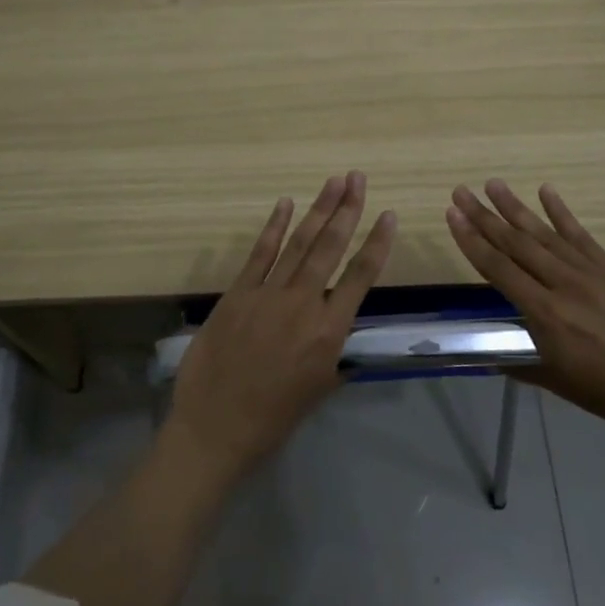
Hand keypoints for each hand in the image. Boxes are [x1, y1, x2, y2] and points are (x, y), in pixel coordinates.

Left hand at [167, 171, 396, 480]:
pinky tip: (285, 204)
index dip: (377, 243)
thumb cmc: (273, 417)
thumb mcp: (319, 389)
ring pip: (299, 243)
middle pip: (330, 248)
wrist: (215, 427)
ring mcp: (267, 294)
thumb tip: (346, 332)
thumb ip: (336, 354)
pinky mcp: (237, 293)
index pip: (361, 276)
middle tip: (358, 178)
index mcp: (328, 331)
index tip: (389, 215)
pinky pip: (260, 253)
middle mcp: (303, 304)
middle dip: (347, 210)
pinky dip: (273, 227)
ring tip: (334, 182)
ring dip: (318, 210)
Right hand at [446, 179, 604, 450]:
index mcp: (546, 315)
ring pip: (544, 234)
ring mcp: (591, 272)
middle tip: (461, 191)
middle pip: (516, 244)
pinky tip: (546, 190)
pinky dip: (562, 212)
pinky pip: (581, 235)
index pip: (498, 269)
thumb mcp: (555, 381)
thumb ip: (520, 362)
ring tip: (493, 184)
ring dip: (515, 208)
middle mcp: (564, 285)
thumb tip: (492, 353)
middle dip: (484, 216)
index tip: (452, 216)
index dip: (471, 241)